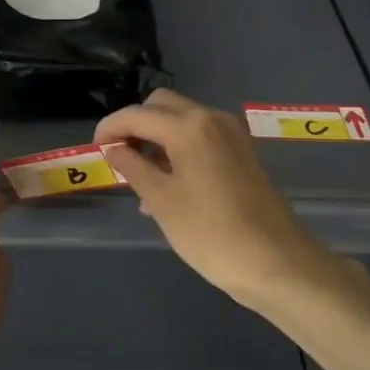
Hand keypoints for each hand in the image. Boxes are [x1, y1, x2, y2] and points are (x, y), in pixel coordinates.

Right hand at [97, 89, 342, 307]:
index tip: (93, 150)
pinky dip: (177, 149)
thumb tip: (114, 149)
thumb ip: (132, 168)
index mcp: (189, 127)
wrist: (276, 263)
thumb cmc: (210, 232)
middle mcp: (212, 119)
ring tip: (138, 178)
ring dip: (156, 138)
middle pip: (161, 106)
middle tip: (117, 157)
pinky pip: (200, 138)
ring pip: (181, 121)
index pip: (137, 114)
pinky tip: (167, 185)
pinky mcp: (241, 154)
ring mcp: (231, 135)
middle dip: (134, 125)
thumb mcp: (161, 201)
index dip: (109, 128)